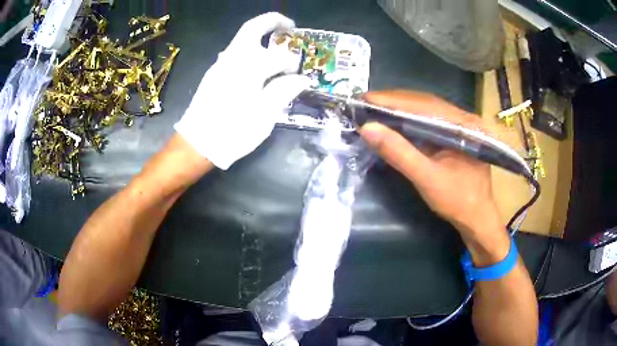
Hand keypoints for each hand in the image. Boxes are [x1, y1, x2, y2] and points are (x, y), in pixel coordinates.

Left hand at [175, 12, 309, 169]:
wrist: (197, 144)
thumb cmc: (233, 132)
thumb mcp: (264, 115)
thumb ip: (284, 91)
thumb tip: (302, 79)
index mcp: (249, 67)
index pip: (279, 56)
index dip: (293, 64)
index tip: (299, 76)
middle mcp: (232, 58)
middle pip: (252, 28)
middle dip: (273, 21)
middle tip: (290, 26)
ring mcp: (220, 64)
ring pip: (242, 39)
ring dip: (261, 37)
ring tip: (276, 48)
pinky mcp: (213, 73)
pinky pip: (234, 53)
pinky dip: (250, 51)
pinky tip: (257, 66)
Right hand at [358, 90, 502, 242]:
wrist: (476, 218)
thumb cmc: (457, 200)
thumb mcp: (426, 178)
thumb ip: (399, 153)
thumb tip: (367, 128)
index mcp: (463, 124)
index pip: (423, 104)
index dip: (392, 100)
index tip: (364, 98)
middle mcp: (463, 118)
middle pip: (425, 102)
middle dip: (394, 101)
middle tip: (365, 102)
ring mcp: (461, 125)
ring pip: (426, 108)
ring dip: (400, 107)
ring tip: (375, 108)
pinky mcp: (455, 134)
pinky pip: (429, 119)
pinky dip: (409, 118)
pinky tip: (395, 120)